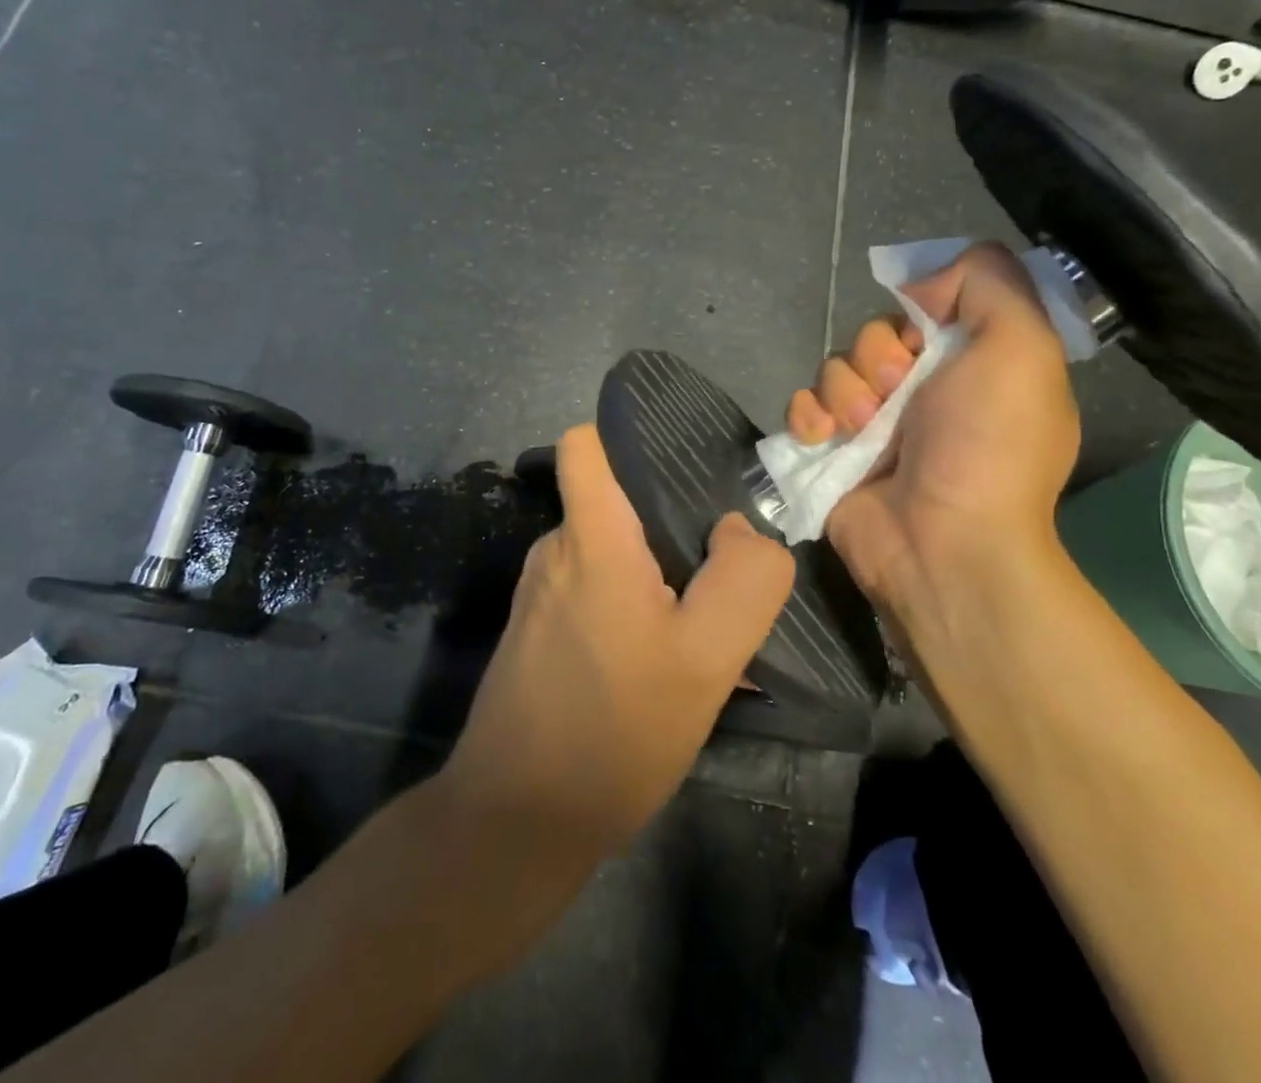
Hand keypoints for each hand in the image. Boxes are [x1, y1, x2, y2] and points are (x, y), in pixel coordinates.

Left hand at [439, 424, 794, 859]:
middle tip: (723, 560)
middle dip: (670, 519)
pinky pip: (596, 593)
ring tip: (703, 617)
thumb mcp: (707, 657)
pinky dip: (633, 606)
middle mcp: (556, 551)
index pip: (585, 445)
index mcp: (589, 537)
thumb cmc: (615, 729)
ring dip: (657, 572)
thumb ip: (742, 578)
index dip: (628, 438)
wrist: (518, 821)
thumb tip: (739, 528)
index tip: (684, 469)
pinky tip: (665, 658)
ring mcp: (542, 594)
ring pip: (610, 551)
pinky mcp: (540, 633)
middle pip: (614, 500)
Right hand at [785, 243, 1078, 610]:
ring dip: (844, 392)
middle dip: (878, 358)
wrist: (942, 543)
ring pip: (834, 368)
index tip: (927, 338)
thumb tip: (924, 283)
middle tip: (897, 394)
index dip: (918, 313)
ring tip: (862, 429)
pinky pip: (802, 406)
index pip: (925, 308)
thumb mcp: (1022, 347)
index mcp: (971, 365)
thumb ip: (990, 283)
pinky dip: (808, 417)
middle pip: (873, 335)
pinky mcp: (832, 451)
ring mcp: (873, 424)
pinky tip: (825, 439)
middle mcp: (923, 391)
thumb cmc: (988, 444)